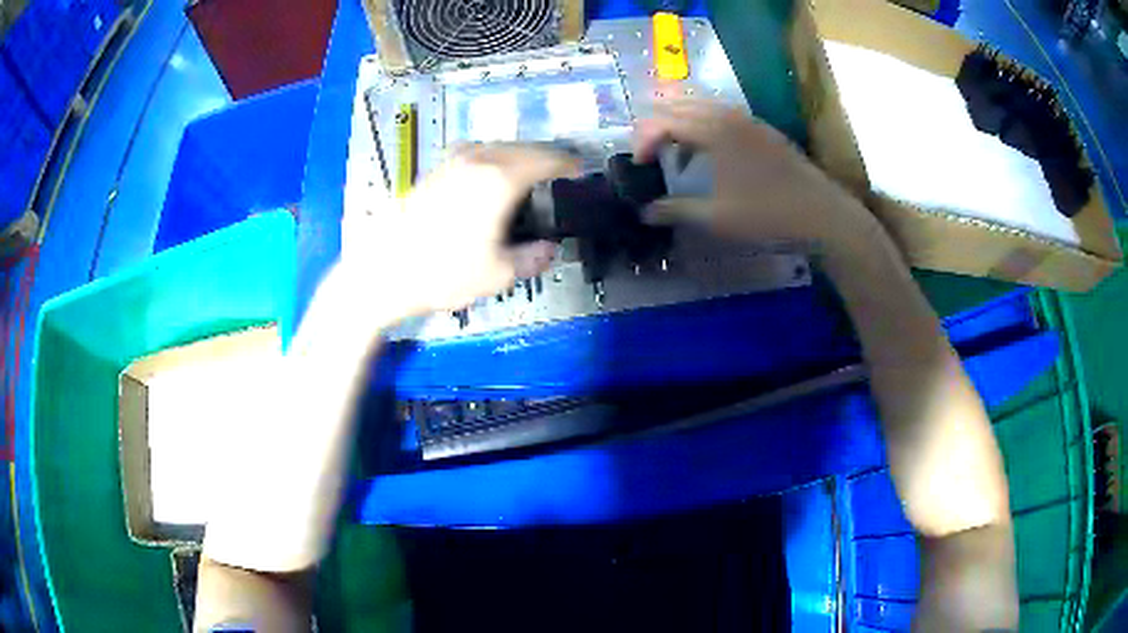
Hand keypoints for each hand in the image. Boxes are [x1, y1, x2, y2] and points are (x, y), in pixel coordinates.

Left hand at [335, 144, 579, 324]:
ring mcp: (452, 163)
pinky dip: (492, 159)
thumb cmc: (442, 273)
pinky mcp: (434, 171)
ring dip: (517, 155)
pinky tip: (488, 177)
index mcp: (500, 179)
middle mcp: (478, 161)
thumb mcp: (497, 274)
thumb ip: (531, 258)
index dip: (567, 162)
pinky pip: (474, 154)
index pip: (545, 159)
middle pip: (522, 148)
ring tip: (527, 173)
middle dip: (544, 157)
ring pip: (496, 147)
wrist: (382, 271)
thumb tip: (549, 249)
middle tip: (558, 173)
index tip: (579, 169)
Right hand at [633, 97, 878, 253]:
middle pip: (679, 106)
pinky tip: (711, 155)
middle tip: (650, 155)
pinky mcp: (762, 128)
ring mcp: (748, 119)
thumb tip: (644, 212)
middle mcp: (727, 115)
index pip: (663, 121)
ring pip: (702, 106)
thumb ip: (676, 211)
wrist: (821, 213)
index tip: (638, 165)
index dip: (643, 140)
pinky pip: (722, 115)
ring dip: (682, 124)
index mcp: (712, 131)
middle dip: (657, 126)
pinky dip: (705, 126)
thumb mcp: (716, 218)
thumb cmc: (767, 214)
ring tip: (678, 155)